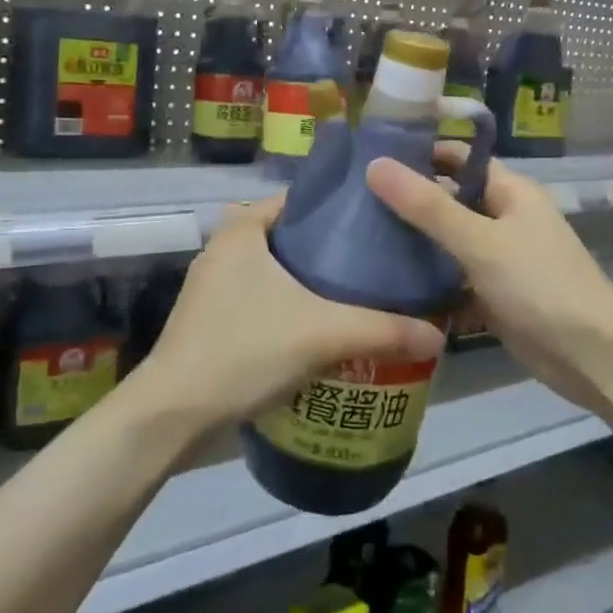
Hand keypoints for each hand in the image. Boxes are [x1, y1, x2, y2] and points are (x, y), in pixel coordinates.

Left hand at [136, 197, 444, 433]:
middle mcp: (223, 248)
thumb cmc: (243, 350)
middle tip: (378, 263)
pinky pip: (263, 299)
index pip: (300, 199)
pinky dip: (291, 306)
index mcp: (241, 229)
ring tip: (360, 295)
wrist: (174, 413)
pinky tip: (322, 328)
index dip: (341, 208)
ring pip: (276, 271)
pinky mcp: (211, 319)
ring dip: (312, 283)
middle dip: (332, 250)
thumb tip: (439, 334)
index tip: (380, 224)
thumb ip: (383, 330)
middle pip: (291, 236)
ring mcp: (213, 286)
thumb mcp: (322, 334)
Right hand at [366, 147, 612, 413]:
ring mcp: (501, 260)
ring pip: (449, 243)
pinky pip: (455, 280)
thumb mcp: (480, 242)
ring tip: (360, 243)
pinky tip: (389, 288)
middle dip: (409, 202)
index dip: (420, 153)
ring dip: (416, 245)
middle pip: (450, 201)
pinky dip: (430, 283)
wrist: (593, 359)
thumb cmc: (539, 286)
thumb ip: (427, 207)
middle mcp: (506, 219)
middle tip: (354, 204)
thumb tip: (375, 164)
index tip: (370, 158)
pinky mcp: (495, 296)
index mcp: (511, 193)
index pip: (459, 159)